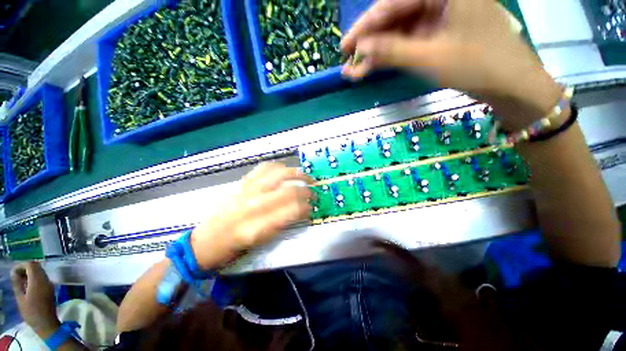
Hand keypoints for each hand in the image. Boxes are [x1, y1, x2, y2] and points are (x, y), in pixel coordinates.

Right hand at [11, 262, 59, 336]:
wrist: (47, 323)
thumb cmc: (31, 312)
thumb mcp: (20, 298)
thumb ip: (17, 284)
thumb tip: (14, 273)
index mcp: (38, 281)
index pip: (31, 264)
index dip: (21, 265)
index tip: (14, 272)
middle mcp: (46, 279)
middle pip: (37, 266)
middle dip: (25, 268)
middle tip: (16, 276)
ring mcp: (50, 284)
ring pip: (40, 271)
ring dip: (30, 273)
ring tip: (20, 281)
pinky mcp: (51, 288)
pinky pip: (42, 278)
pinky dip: (34, 278)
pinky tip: (27, 286)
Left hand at [191, 162, 312, 269]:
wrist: (205, 241)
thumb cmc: (234, 247)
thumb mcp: (261, 242)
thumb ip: (283, 223)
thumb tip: (301, 210)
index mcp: (259, 225)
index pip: (292, 210)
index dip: (307, 208)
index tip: (313, 208)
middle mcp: (254, 204)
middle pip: (288, 190)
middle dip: (306, 190)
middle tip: (313, 192)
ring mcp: (247, 190)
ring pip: (278, 174)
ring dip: (296, 174)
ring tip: (304, 176)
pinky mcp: (241, 183)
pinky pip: (263, 168)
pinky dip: (278, 166)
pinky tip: (284, 170)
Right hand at [341, 0, 562, 129]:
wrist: (511, 85)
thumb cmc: (477, 66)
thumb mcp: (430, 58)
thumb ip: (392, 50)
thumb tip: (361, 47)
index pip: (393, 2)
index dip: (365, 26)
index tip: (345, 46)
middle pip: (395, 15)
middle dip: (370, 41)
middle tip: (348, 60)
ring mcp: (441, 13)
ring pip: (400, 30)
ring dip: (378, 52)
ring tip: (356, 71)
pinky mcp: (440, 31)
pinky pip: (410, 39)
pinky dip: (392, 54)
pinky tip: (375, 66)